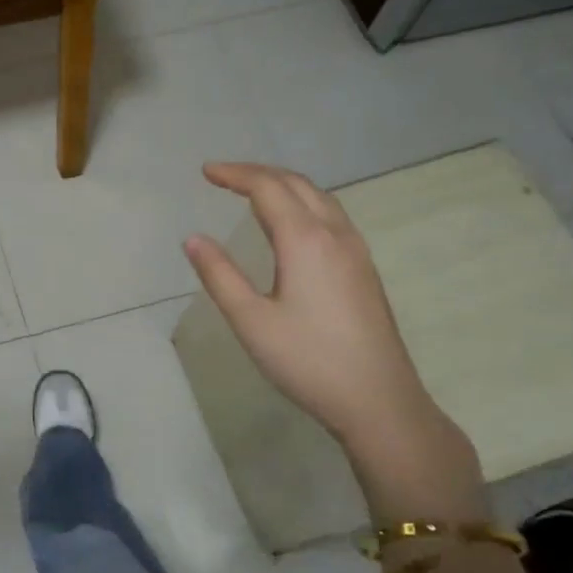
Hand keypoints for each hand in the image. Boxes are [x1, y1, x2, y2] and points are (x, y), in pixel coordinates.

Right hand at [183, 163, 442, 450]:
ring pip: (320, 198)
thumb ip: (219, 275)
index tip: (206, 172)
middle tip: (224, 176)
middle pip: (297, 184)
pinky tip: (291, 224)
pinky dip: (303, 203)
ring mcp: (356, 251)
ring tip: (253, 191)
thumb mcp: (250, 321)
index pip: (268, 188)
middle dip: (259, 173)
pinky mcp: (364, 269)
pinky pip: (331, 216)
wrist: (378, 400)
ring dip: (284, 185)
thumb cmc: (307, 361)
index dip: (235, 174)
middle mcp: (336, 234)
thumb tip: (193, 239)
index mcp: (305, 241)